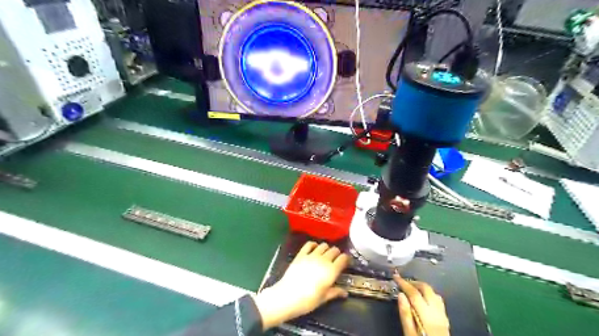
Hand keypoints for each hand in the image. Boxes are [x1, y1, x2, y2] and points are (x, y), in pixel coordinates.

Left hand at [254, 241, 351, 330]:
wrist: (287, 296)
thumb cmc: (308, 301)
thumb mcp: (324, 298)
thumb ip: (335, 292)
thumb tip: (345, 292)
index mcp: (332, 271)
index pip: (343, 258)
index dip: (346, 259)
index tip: (346, 263)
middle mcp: (323, 260)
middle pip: (334, 250)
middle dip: (337, 254)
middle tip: (335, 260)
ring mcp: (311, 255)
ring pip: (323, 245)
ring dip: (326, 249)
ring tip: (325, 255)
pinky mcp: (301, 254)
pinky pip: (309, 244)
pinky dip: (314, 244)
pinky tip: (314, 249)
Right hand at [393, 273, 448, 335]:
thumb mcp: (409, 333)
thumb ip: (405, 314)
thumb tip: (400, 295)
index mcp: (427, 316)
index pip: (414, 293)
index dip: (404, 283)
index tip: (395, 276)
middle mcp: (437, 312)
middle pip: (426, 289)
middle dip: (414, 282)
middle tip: (403, 282)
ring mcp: (443, 315)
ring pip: (434, 293)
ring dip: (422, 287)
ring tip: (412, 289)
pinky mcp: (446, 319)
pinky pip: (439, 300)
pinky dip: (430, 294)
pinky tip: (424, 298)